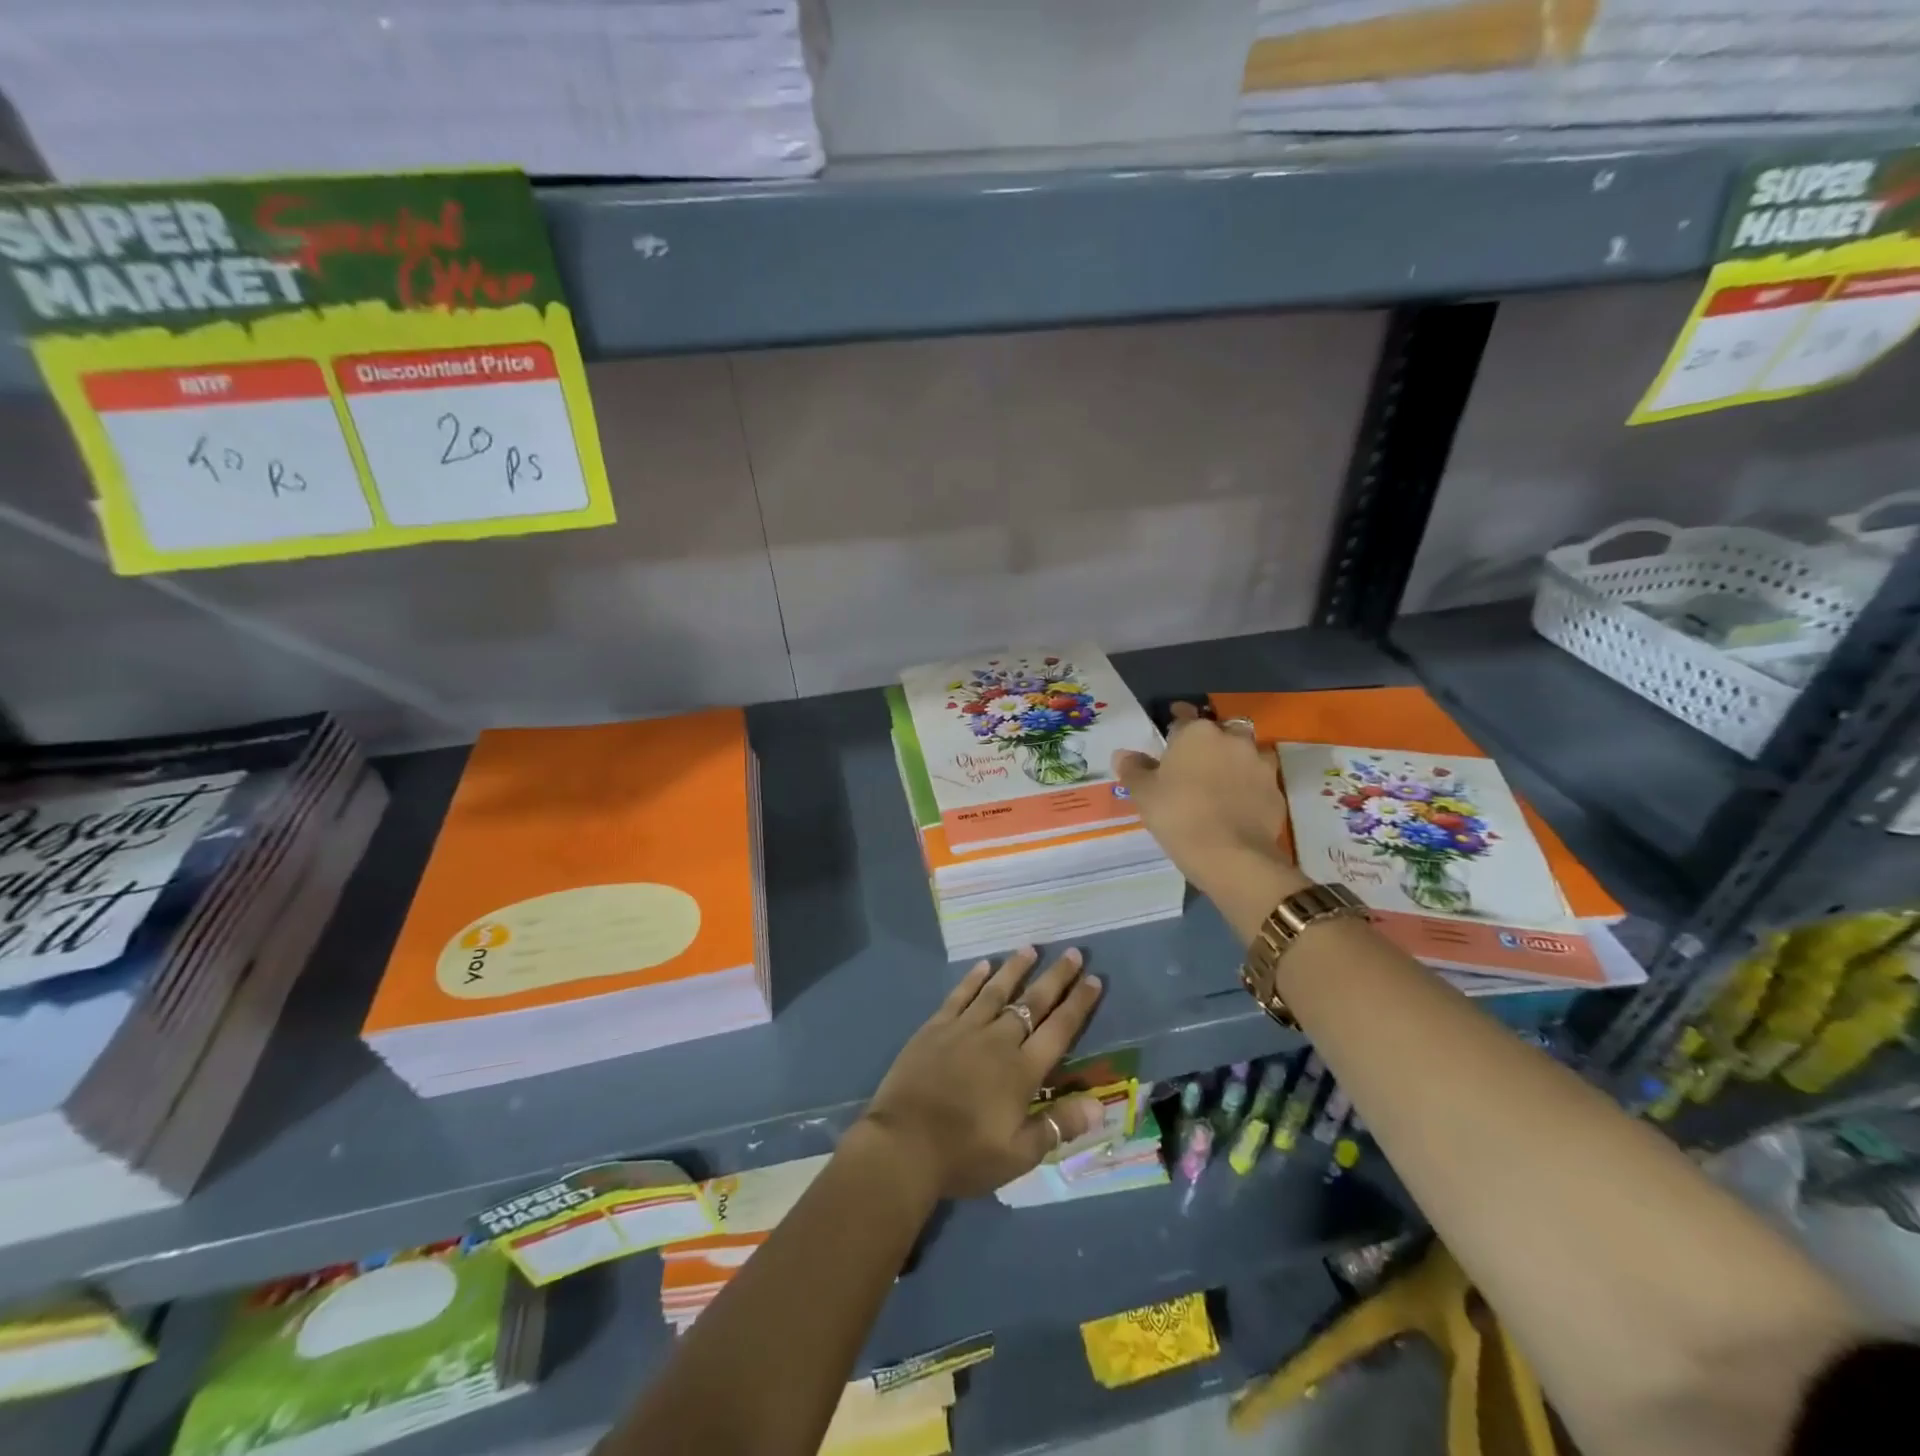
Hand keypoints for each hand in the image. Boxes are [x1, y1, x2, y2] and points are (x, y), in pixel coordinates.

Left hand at [859, 947, 1106, 1200]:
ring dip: (1016, 968)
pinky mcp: (936, 1027)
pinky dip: (973, 979)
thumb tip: (1099, 1106)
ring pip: (997, 990)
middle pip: (1033, 1002)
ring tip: (1030, 948)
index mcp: (1022, 1070)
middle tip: (1074, 953)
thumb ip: (1057, 1126)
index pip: (1059, 1029)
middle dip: (1056, 977)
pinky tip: (983, 965)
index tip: (1094, 980)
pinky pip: (960, 995)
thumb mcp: (1019, 1154)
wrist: (903, 1144)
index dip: (1079, 1004)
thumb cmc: (964, 1154)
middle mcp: (998, 1040)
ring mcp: (964, 1029)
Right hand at [1112, 703, 1292, 886]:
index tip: (1169, 732)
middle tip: (1195, 761)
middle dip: (1211, 740)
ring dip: (1235, 761)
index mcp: (1197, 733)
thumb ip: (1133, 769)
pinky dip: (1249, 787)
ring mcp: (1260, 765)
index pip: (1184, 716)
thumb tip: (1123, 754)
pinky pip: (1259, 781)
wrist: (1231, 855)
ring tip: (1220, 782)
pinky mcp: (1276, 791)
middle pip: (1222, 730)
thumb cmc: (1179, 815)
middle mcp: (1232, 739)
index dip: (1175, 723)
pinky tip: (1237, 805)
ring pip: (1246, 753)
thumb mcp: (1144, 793)